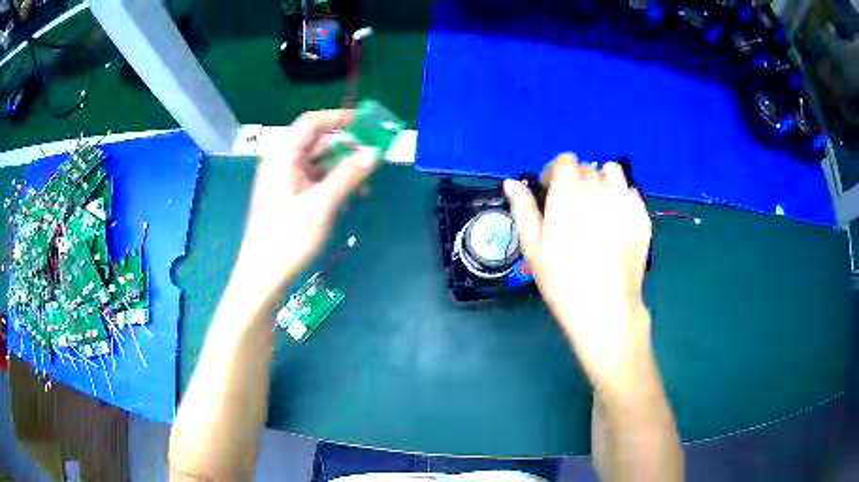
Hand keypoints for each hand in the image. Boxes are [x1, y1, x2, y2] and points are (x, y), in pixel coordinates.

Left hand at [232, 110, 378, 305]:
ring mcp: (285, 179)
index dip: (341, 118)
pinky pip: (315, 180)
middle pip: (319, 142)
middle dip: (347, 147)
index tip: (369, 124)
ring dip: (343, 169)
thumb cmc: (288, 238)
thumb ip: (350, 175)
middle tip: (374, 157)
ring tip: (366, 184)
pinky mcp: (289, 195)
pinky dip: (333, 184)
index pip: (313, 122)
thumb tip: (375, 153)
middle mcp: (283, 162)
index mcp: (284, 156)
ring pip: (320, 162)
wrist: (263, 275)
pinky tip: (349, 198)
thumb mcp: (323, 204)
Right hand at [504, 153, 652, 392]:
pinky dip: (622, 197)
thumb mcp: (533, 246)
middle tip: (572, 207)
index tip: (550, 191)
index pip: (565, 160)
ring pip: (613, 172)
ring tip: (597, 206)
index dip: (555, 172)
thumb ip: (523, 208)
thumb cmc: (562, 280)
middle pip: (587, 168)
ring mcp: (625, 201)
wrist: (605, 308)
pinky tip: (616, 221)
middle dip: (577, 180)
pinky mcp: (642, 216)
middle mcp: (599, 188)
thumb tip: (511, 182)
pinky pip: (631, 193)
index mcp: (569, 191)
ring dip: (602, 181)